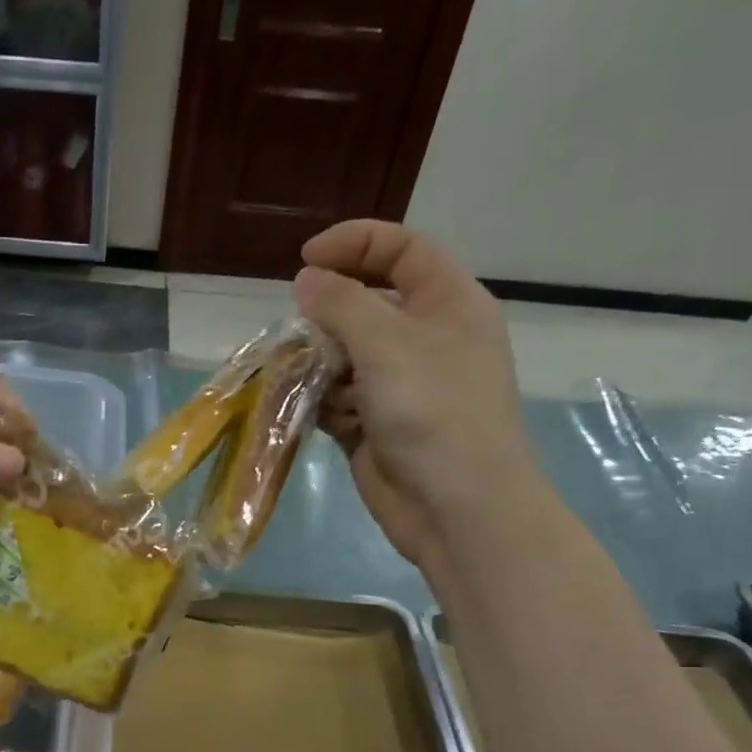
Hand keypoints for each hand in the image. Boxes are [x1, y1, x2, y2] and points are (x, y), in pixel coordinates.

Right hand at [293, 220, 549, 564]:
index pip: (402, 250)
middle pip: (366, 307)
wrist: (455, 506)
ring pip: (344, 358)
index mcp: (447, 304)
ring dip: (317, 365)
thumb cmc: (433, 411)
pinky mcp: (374, 428)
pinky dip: (319, 404)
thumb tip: (307, 280)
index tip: (305, 261)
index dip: (355, 244)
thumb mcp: (388, 343)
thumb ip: (342, 304)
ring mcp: (399, 388)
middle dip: (327, 317)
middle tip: (296, 334)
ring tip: (297, 380)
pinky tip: (308, 413)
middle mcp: (425, 341)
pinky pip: (337, 402)